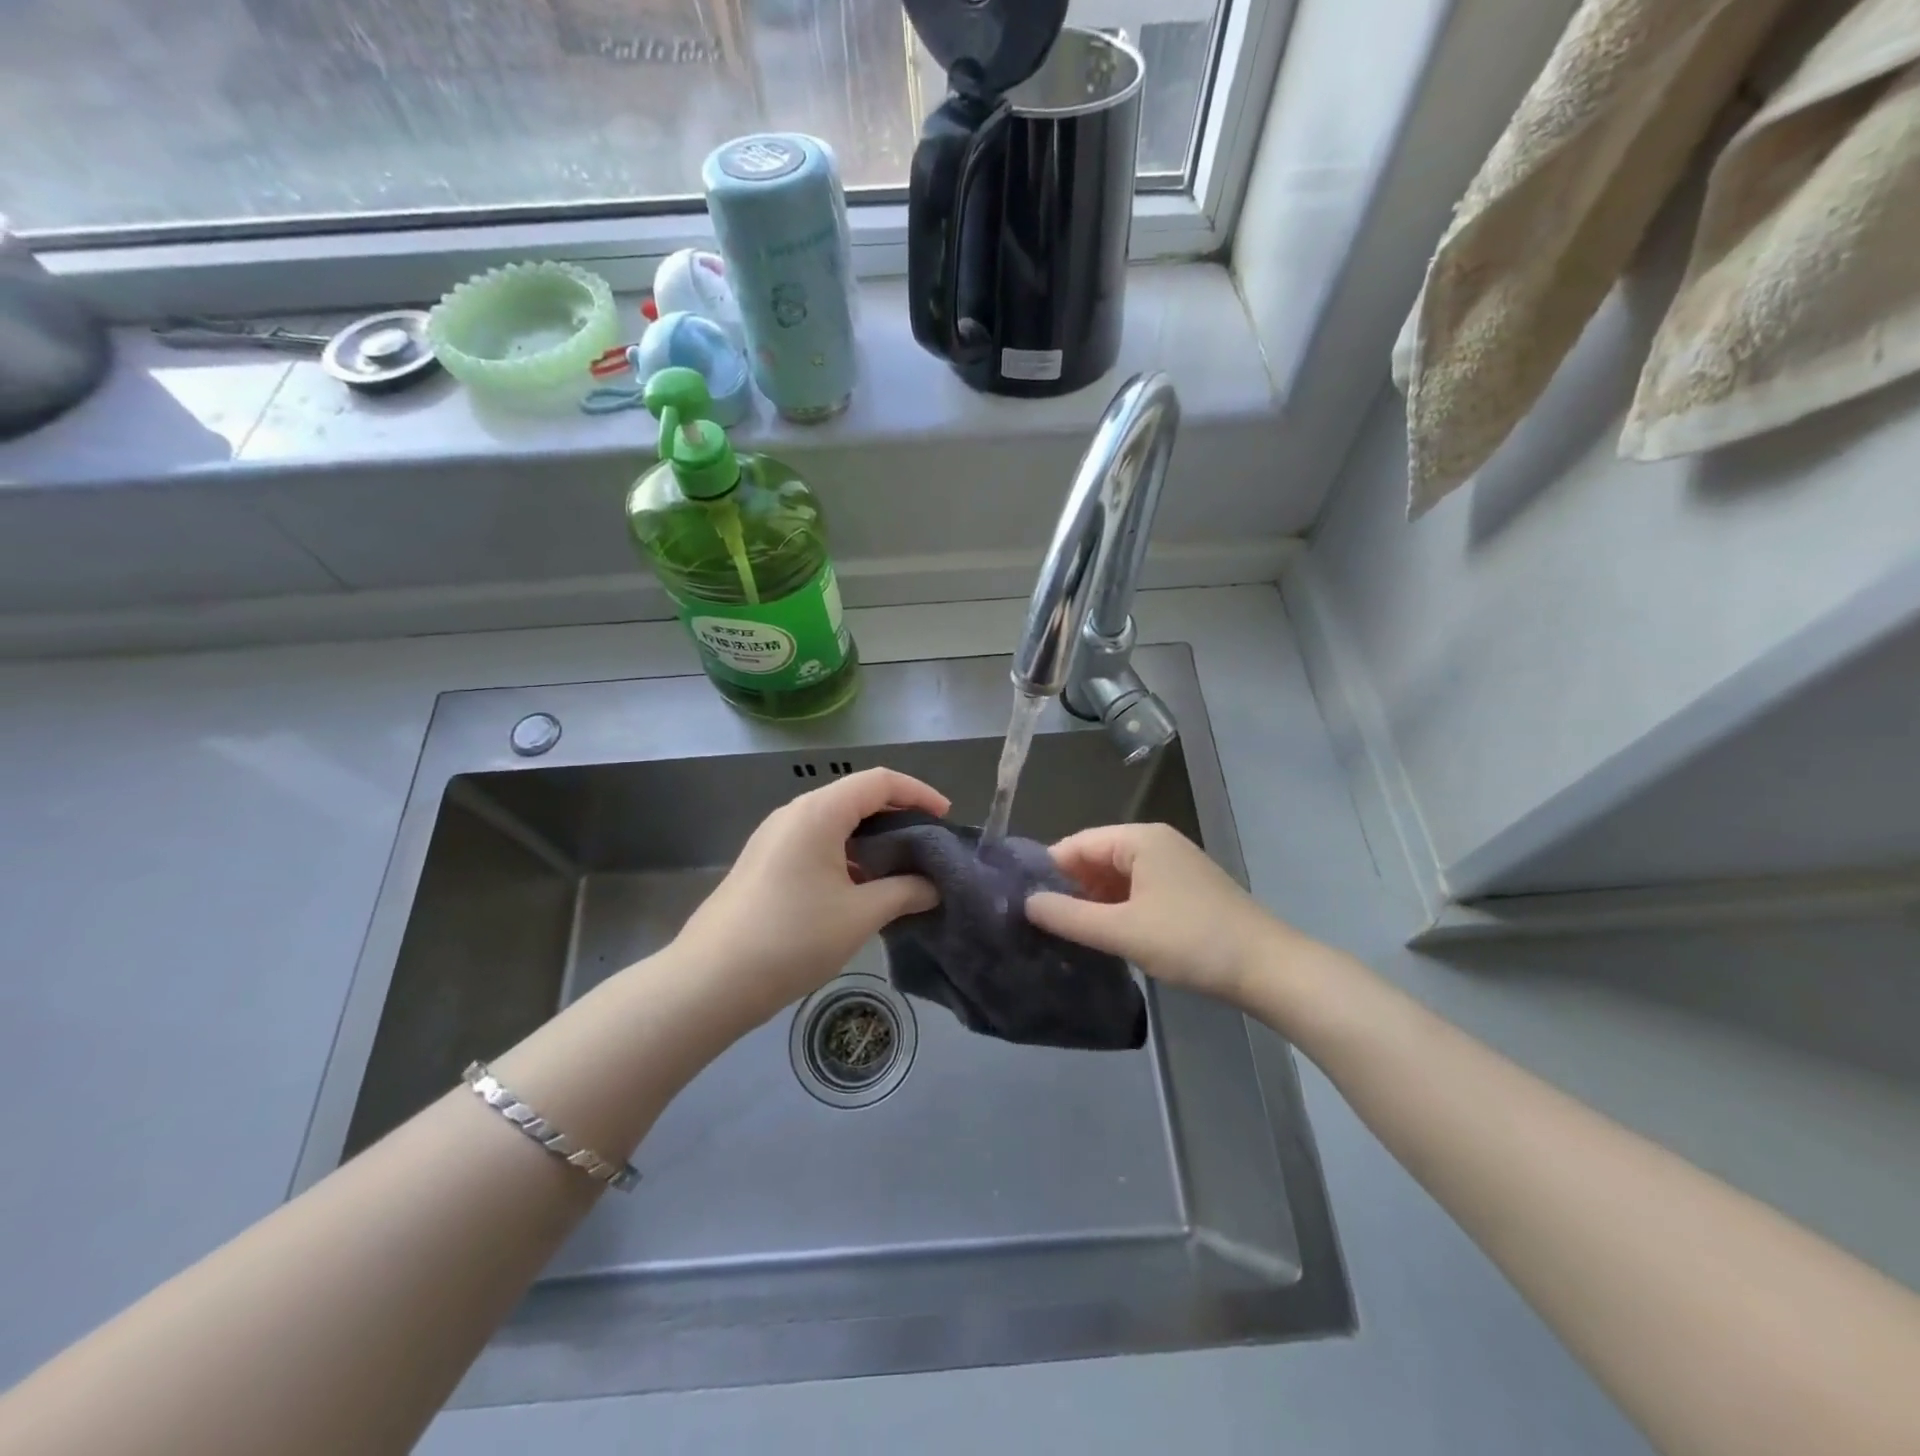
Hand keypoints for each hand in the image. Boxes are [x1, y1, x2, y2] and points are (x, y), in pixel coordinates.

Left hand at [672, 767, 948, 1021]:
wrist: (710, 980)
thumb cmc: (792, 939)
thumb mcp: (859, 915)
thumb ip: (904, 892)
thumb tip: (933, 887)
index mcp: (819, 812)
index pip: (879, 781)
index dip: (918, 793)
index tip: (946, 818)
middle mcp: (794, 813)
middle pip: (856, 797)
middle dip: (897, 815)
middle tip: (928, 845)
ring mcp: (774, 837)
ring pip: (835, 821)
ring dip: (871, 837)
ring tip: (901, 868)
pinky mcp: (764, 861)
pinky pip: (815, 842)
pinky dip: (847, 852)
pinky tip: (861, 886)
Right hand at [1024, 822, 1287, 1004]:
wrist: (1269, 969)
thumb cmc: (1191, 941)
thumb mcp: (1123, 931)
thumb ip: (1069, 916)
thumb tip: (1027, 903)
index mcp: (1140, 839)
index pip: (1077, 844)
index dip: (1048, 872)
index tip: (1023, 904)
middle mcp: (1156, 843)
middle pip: (1096, 858)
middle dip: (1070, 888)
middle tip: (1041, 924)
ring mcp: (1174, 866)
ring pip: (1116, 877)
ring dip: (1094, 902)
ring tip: (1067, 934)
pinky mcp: (1185, 890)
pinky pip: (1137, 890)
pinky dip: (1118, 909)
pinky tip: (1105, 935)